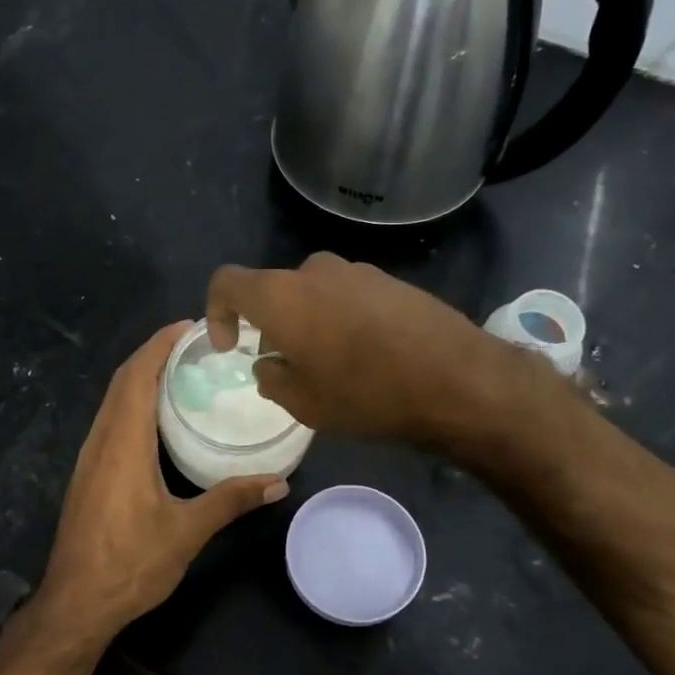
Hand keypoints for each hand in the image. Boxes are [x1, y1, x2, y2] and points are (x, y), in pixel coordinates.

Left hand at [32, 322, 288, 646]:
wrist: (76, 604)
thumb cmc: (130, 564)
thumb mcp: (187, 531)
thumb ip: (231, 500)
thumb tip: (279, 483)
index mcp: (123, 443)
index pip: (137, 375)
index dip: (160, 344)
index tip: (190, 326)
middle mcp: (101, 440)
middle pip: (122, 381)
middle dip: (154, 354)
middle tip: (196, 344)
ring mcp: (90, 458)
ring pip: (113, 401)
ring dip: (141, 377)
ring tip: (182, 371)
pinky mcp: (88, 474)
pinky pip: (111, 421)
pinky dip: (133, 402)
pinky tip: (158, 418)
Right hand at [205, 253, 507, 442]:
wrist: (456, 380)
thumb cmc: (366, 394)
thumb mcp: (303, 403)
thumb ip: (271, 377)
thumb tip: (269, 363)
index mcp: (282, 296)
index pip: (227, 283)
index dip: (217, 312)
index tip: (229, 346)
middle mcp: (315, 271)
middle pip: (275, 290)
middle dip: (270, 324)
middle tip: (286, 364)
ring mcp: (357, 271)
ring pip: (314, 293)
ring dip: (309, 322)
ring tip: (331, 364)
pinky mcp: (391, 280)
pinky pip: (348, 296)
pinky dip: (342, 319)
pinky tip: (366, 354)